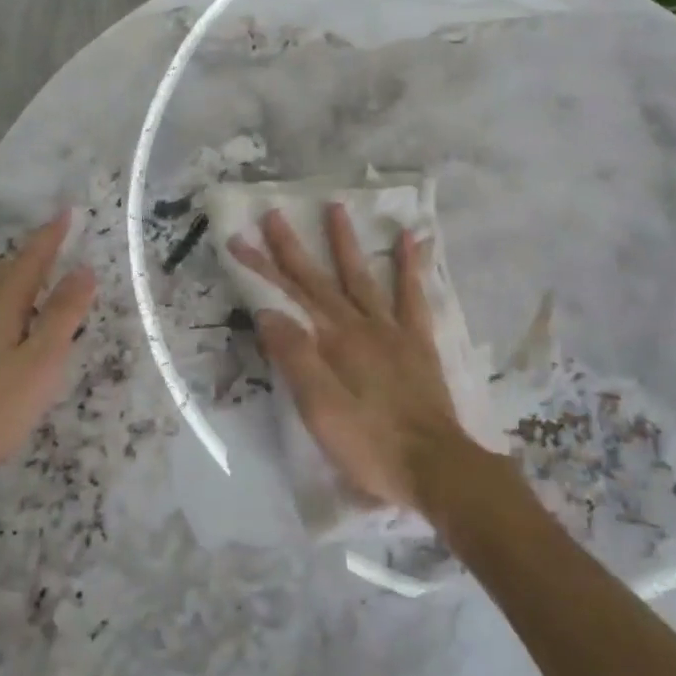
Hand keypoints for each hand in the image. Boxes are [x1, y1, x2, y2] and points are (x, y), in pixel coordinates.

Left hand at [0, 212, 94, 513]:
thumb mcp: (40, 364)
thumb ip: (62, 315)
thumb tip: (83, 270)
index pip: (30, 261)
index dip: (50, 237)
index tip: (65, 212)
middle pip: (3, 273)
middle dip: (30, 260)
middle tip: (53, 254)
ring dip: (6, 284)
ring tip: (25, 293)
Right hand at [229, 204, 479, 512]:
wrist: (436, 468)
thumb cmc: (371, 446)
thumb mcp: (321, 411)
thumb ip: (296, 359)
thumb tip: (269, 312)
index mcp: (334, 342)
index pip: (289, 297)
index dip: (262, 267)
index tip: (239, 239)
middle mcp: (361, 326)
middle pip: (321, 280)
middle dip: (293, 247)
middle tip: (274, 213)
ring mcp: (393, 331)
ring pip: (364, 277)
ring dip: (347, 242)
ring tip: (336, 207)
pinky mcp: (418, 343)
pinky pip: (413, 295)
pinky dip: (411, 265)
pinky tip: (410, 239)